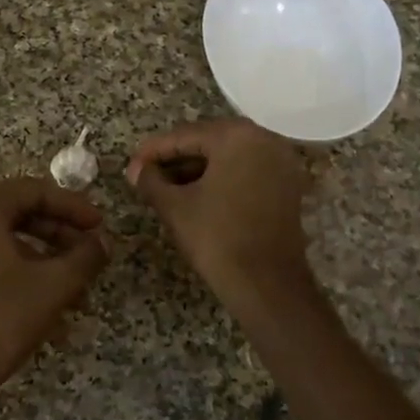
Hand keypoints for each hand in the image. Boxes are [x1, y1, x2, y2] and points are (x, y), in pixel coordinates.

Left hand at [0, 177, 108, 396]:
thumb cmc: (2, 316)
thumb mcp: (54, 284)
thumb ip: (85, 256)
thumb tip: (104, 242)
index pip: (35, 191)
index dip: (74, 208)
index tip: (100, 227)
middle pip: (19, 214)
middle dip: (60, 236)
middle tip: (90, 254)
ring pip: (5, 242)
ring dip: (44, 260)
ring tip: (76, 289)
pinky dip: (20, 274)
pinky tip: (48, 307)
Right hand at [126, 118, 312, 303]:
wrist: (267, 284)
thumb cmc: (217, 238)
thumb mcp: (175, 207)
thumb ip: (151, 181)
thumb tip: (136, 170)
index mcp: (236, 136)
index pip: (185, 135)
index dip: (153, 151)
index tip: (131, 166)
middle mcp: (264, 138)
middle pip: (209, 141)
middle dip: (176, 158)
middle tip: (147, 174)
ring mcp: (281, 161)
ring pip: (229, 156)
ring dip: (198, 168)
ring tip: (167, 186)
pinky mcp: (288, 184)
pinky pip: (247, 170)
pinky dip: (222, 178)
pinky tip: (197, 193)